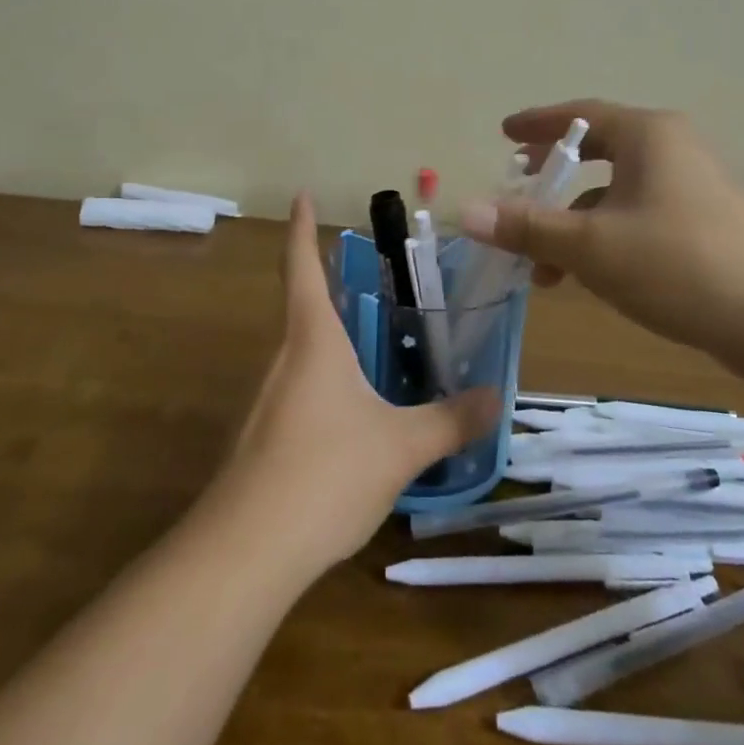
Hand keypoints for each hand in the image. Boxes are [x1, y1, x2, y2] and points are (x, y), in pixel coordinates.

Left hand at [215, 194, 498, 572]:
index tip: (300, 194)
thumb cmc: (326, 472)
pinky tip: (353, 417)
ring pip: (303, 353)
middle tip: (376, 282)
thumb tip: (497, 397)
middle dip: (335, 289)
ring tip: (376, 348)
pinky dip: (326, 384)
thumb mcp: (401, 446)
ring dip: (333, 340)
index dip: (301, 227)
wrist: (246, 550)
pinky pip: (299, 392)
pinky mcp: (261, 437)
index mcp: (312, 338)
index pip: (302, 266)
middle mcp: (283, 358)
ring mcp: (266, 399)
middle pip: (305, 307)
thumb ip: (450, 420)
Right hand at [458, 100, 743, 371]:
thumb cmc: (679, 264)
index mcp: (647, 135)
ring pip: (615, 194)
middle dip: (553, 177)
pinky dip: (603, 239)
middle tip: (519, 188)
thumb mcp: (591, 246)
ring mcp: (690, 190)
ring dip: (573, 222)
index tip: (504, 133)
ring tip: (541, 265)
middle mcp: (670, 151)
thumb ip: (528, 227)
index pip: (580, 116)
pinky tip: (586, 278)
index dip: (537, 124)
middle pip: (598, 152)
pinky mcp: (702, 226)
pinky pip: (635, 218)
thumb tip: (465, 211)